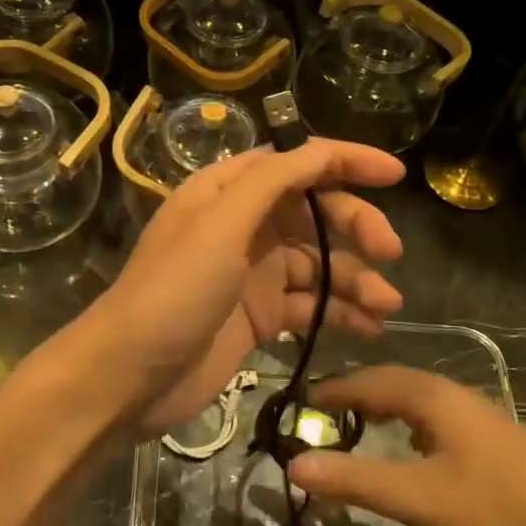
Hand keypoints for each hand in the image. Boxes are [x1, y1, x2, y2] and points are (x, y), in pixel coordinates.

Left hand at [89, 140, 406, 435]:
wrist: (129, 376)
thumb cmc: (173, 291)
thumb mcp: (220, 225)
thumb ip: (271, 183)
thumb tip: (320, 150)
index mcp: (228, 192)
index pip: (296, 163)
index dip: (345, 162)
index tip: (395, 175)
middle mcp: (243, 226)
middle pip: (314, 213)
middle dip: (356, 227)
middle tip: (390, 253)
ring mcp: (252, 274)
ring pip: (318, 264)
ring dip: (355, 279)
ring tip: (386, 306)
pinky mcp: (259, 317)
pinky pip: (310, 305)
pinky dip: (339, 313)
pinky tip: (367, 328)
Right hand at [288, 367, 525, 525]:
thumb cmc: (495, 507)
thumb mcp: (417, 498)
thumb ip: (355, 480)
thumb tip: (294, 463)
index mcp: (430, 395)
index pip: (365, 381)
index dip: (330, 392)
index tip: (298, 405)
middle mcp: (450, 391)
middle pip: (389, 381)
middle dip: (352, 393)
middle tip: (319, 415)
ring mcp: (474, 409)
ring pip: (413, 394)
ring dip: (379, 403)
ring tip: (354, 424)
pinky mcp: (489, 431)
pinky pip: (431, 410)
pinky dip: (404, 417)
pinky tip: (407, 442)